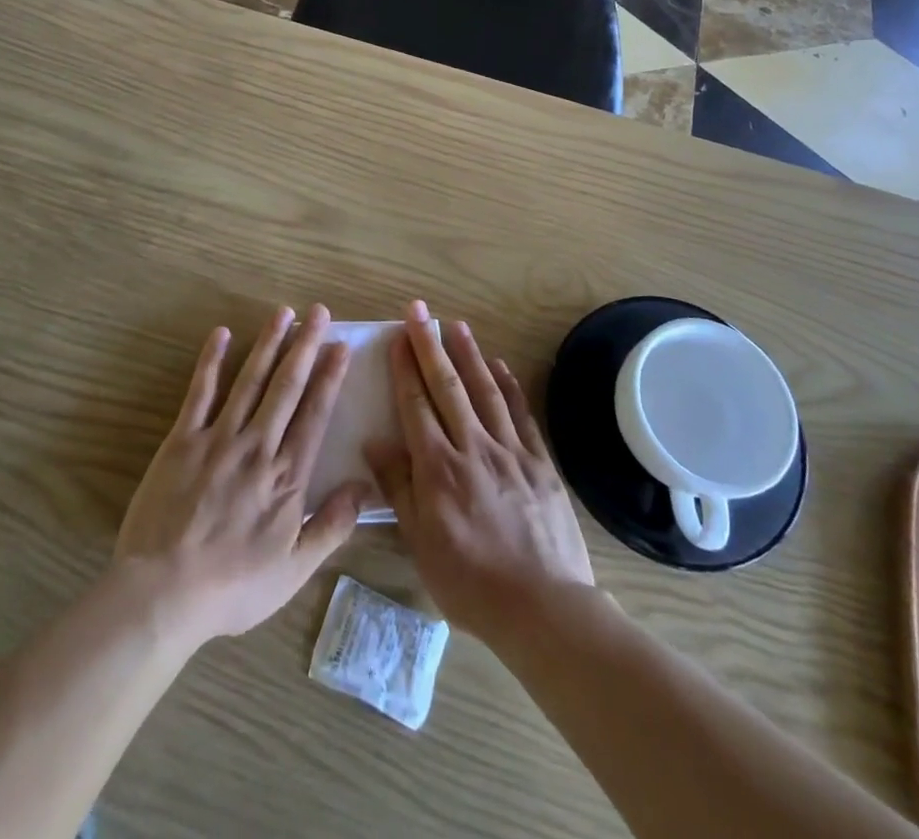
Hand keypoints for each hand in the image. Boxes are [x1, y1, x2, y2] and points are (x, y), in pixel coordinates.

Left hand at [114, 305, 368, 647]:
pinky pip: (199, 393)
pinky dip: (211, 361)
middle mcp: (258, 446)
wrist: (164, 593)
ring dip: (268, 344)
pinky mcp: (182, 440)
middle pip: (287, 387)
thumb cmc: (233, 586)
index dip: (330, 377)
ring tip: (283, 312)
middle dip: (306, 346)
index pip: (315, 414)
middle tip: (320, 312)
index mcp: (287, 476)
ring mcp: (218, 439)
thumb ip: (332, 526)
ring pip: (250, 381)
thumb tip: (365, 487)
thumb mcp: (294, 570)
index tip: (341, 345)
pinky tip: (221, 334)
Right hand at [367, 300, 593, 642]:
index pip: (416, 405)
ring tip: (456, 325)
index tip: (398, 337)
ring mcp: (510, 451)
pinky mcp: (539, 462)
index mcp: (439, 468)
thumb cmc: (470, 582)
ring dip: (468, 355)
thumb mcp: (421, 543)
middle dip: (430, 345)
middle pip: (447, 387)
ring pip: (485, 391)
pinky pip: (521, 414)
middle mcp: (473, 447)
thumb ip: (398, 489)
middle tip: (419, 311)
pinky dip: (509, 385)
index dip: (405, 368)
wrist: (544, 607)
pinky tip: (499, 365)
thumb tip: (374, 443)